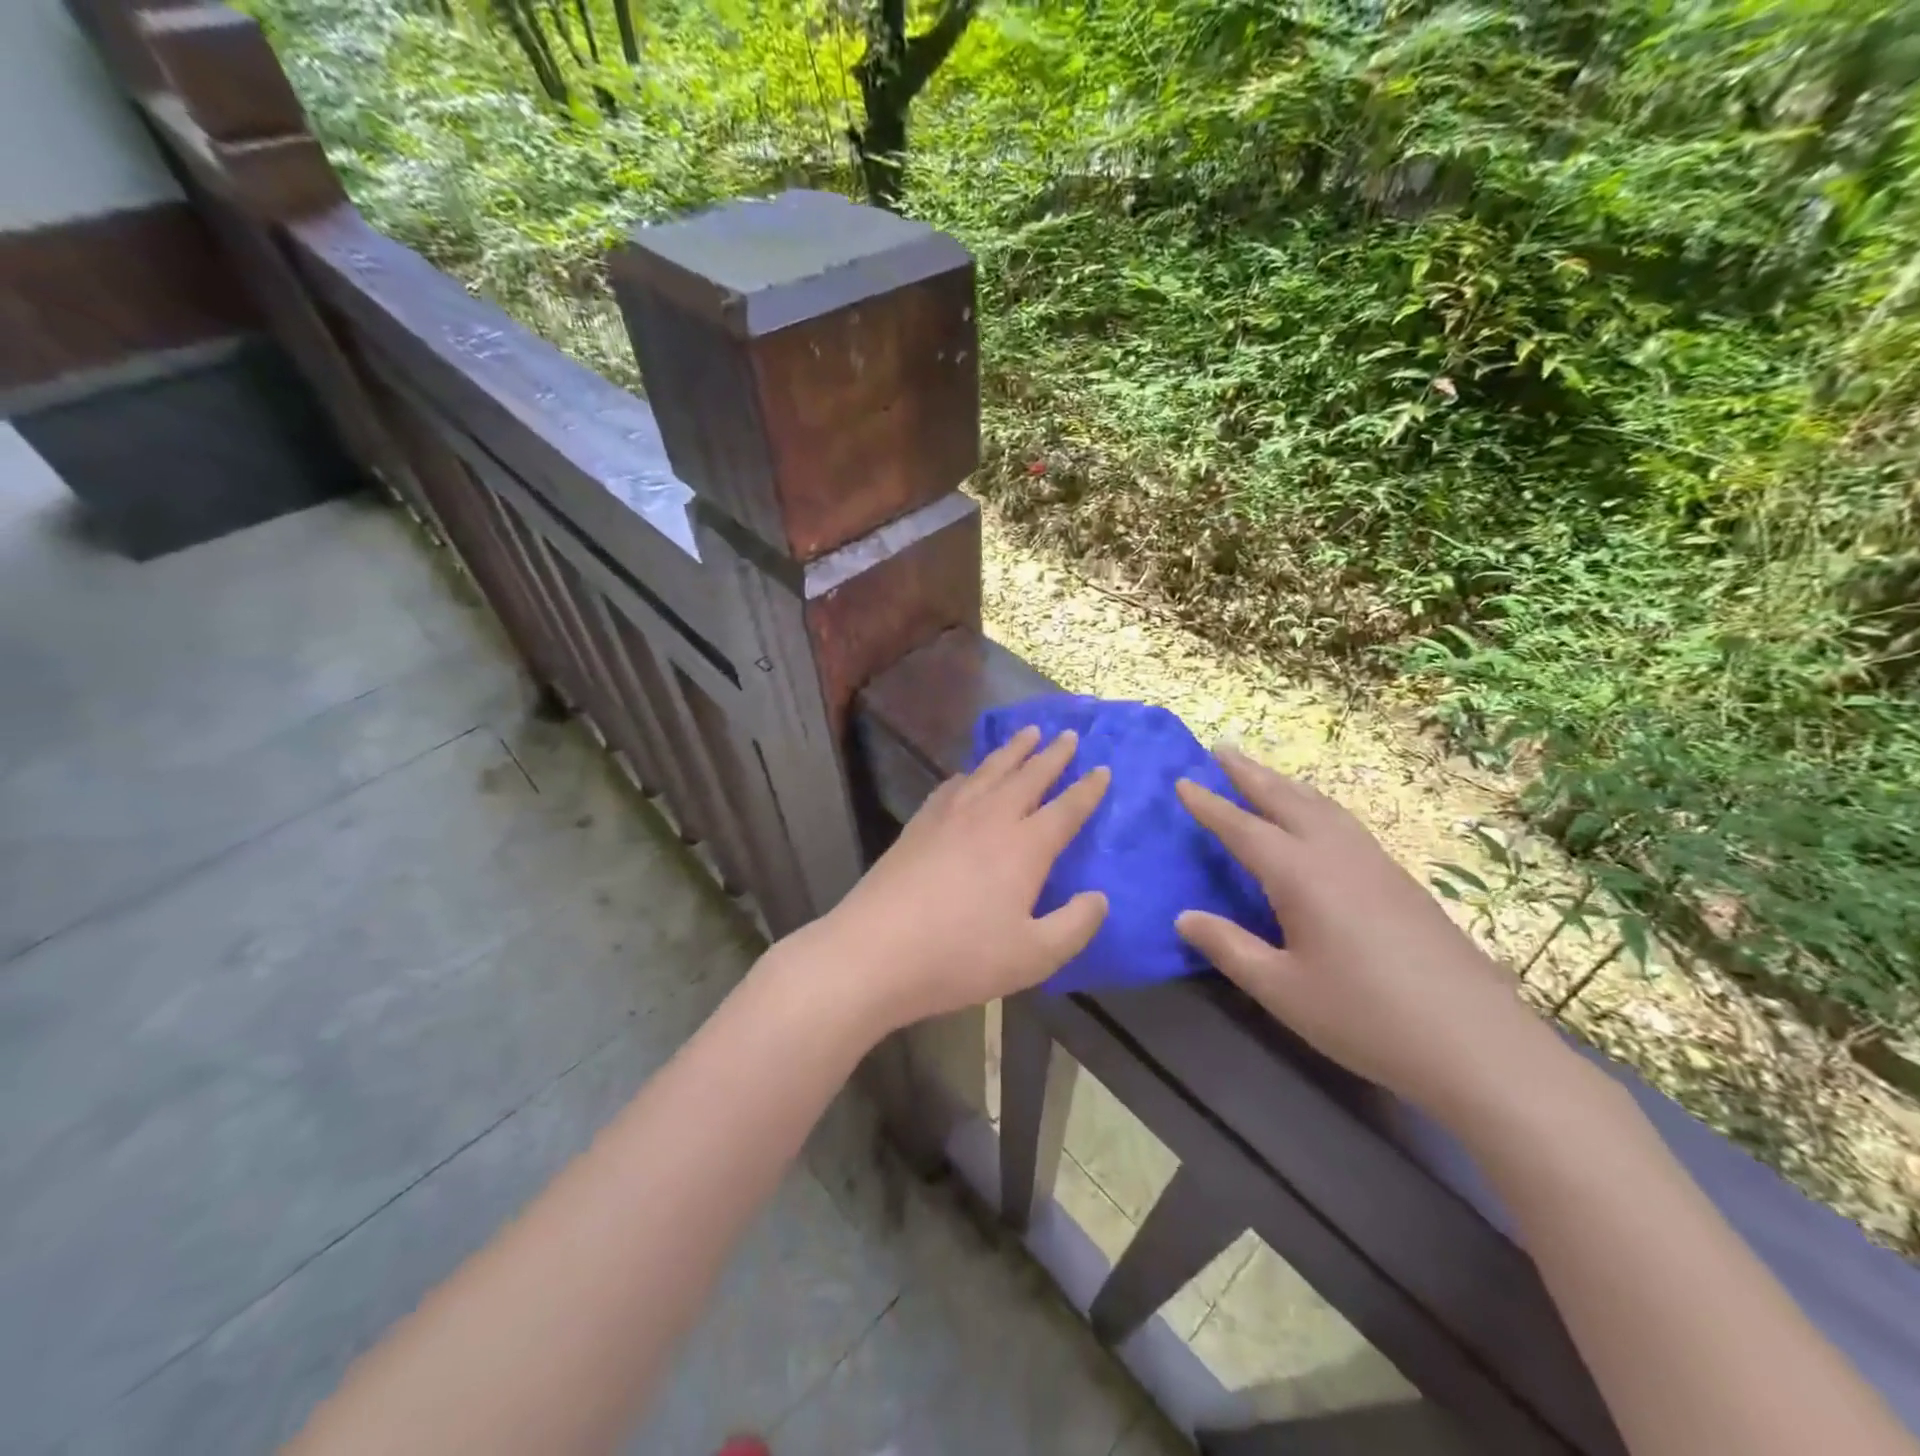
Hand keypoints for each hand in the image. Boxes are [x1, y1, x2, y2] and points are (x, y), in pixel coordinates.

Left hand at [804, 726, 1109, 1034]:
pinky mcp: (919, 824)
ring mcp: (949, 817)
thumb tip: (1099, 898)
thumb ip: (1075, 926)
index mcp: (1024, 847)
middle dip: (1052, 755)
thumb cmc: (961, 957)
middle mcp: (990, 819)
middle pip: (1028, 776)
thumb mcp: (1034, 956)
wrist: (876, 950)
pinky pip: (952, 785)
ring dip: (1013, 751)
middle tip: (1068, 735)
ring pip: (989, 771)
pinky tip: (968, 773)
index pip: (1066, 809)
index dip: (1088, 790)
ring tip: (1028, 734)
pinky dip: (969, 773)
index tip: (1103, 769)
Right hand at [1174, 747, 1571, 1127]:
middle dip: (1250, 774)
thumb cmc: (1365, 1017)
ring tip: (1264, 774)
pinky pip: (1347, 824)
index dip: (1210, 805)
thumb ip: (1229, 947)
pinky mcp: (1402, 882)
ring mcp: (1376, 864)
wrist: (1478, 1045)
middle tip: (1221, 749)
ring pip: (1323, 807)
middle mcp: (1337, 856)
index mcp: (1301, 875)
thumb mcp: (1281, 990)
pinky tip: (1319, 820)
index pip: (1244, 828)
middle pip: (1287, 800)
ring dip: (1287, 784)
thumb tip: (1183, 917)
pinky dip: (1318, 805)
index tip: (1183, 781)